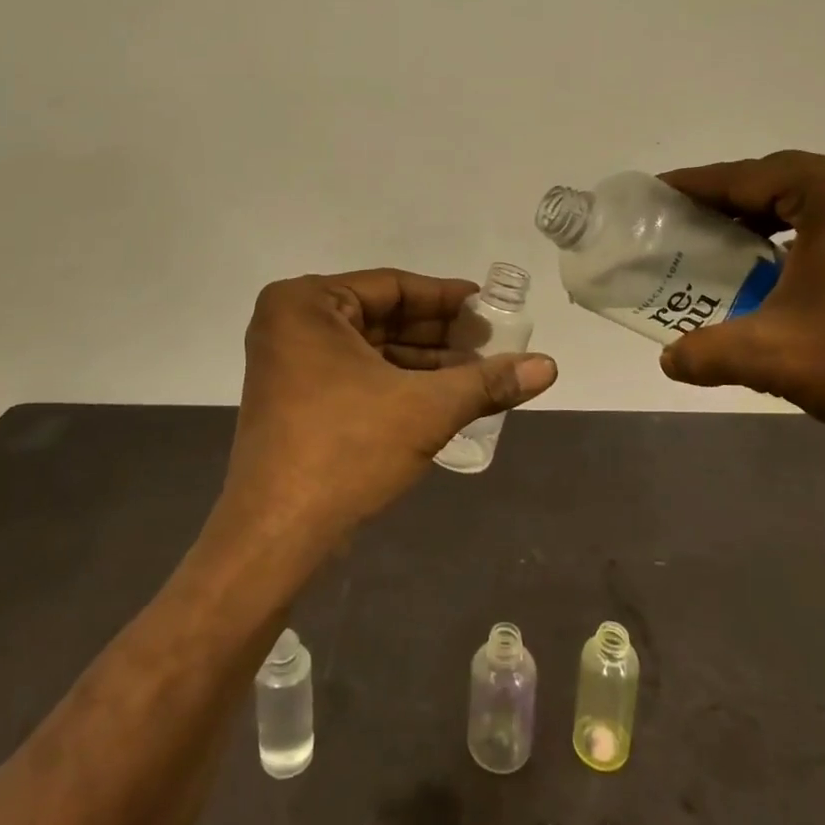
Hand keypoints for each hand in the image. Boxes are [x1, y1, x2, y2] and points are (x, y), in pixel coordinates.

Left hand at [223, 269, 557, 542]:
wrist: (276, 537)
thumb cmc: (346, 451)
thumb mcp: (425, 409)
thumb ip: (487, 382)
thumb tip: (549, 366)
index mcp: (306, 304)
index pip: (392, 286)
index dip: (446, 298)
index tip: (489, 307)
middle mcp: (291, 323)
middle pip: (382, 316)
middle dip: (439, 333)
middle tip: (491, 343)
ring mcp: (290, 363)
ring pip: (372, 348)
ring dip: (425, 361)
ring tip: (480, 372)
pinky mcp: (296, 399)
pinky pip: (357, 374)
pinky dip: (399, 383)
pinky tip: (445, 395)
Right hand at [656, 152, 824, 444]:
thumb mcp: (771, 357)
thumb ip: (706, 353)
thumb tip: (669, 361)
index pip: (746, 177)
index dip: (696, 185)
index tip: (659, 192)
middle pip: (783, 180)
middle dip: (733, 200)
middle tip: (692, 223)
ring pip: (822, 196)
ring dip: (776, 214)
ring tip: (738, 243)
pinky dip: (816, 228)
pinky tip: (799, 264)